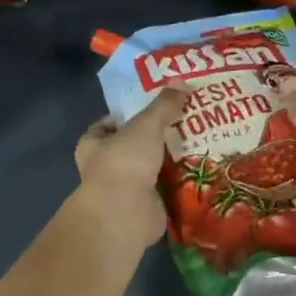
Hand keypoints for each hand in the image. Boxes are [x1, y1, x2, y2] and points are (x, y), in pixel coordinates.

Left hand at [74, 88, 185, 244]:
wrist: (125, 212)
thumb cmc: (125, 161)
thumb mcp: (146, 124)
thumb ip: (163, 105)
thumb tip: (182, 83)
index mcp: (93, 144)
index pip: (109, 124)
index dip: (129, 114)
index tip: (154, 106)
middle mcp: (106, 166)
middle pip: (134, 145)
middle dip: (156, 137)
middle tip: (185, 121)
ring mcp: (125, 188)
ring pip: (152, 167)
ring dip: (171, 159)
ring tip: (200, 141)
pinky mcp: (145, 206)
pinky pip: (166, 187)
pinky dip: (180, 180)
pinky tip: (201, 168)